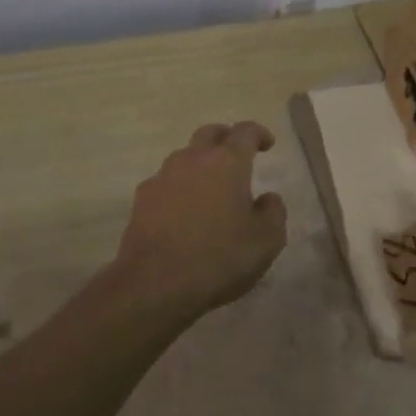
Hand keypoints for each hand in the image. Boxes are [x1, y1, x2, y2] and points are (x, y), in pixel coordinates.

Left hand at [108, 121, 288, 319]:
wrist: (156, 283)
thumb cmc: (219, 257)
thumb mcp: (266, 241)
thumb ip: (273, 212)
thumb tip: (267, 198)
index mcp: (227, 163)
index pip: (245, 132)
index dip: (258, 133)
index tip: (267, 144)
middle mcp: (192, 160)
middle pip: (209, 134)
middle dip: (226, 138)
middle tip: (237, 154)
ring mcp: (162, 177)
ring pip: (184, 157)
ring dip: (200, 164)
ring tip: (210, 188)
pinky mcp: (142, 199)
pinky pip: (166, 182)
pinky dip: (179, 188)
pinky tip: (184, 212)